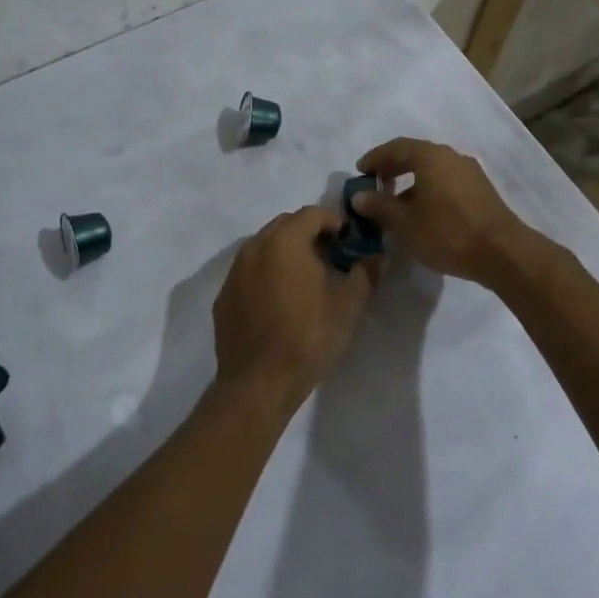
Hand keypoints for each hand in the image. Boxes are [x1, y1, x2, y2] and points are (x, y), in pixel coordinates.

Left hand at [211, 206, 374, 413]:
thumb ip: (364, 273)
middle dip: (309, 234)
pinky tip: (279, 302)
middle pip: (285, 225)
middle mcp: (255, 247)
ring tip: (306, 280)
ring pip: (265, 247)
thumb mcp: (348, 306)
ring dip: (286, 253)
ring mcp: (234, 271)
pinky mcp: (224, 296)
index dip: (334, 222)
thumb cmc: (308, 338)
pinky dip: (266, 274)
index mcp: (285, 241)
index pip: (312, 214)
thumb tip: (374, 256)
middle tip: (330, 258)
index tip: (349, 241)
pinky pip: (249, 272)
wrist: (258, 384)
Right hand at [352, 138, 542, 288]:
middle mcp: (451, 157)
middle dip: (393, 168)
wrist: (502, 253)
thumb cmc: (447, 233)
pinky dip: (428, 190)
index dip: (375, 158)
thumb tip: (358, 196)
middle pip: (415, 155)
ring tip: (396, 205)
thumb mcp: (405, 223)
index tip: (360, 172)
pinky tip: (422, 213)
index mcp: (431, 157)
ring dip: (411, 182)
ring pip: (432, 170)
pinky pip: (446, 181)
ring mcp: (469, 172)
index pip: (395, 147)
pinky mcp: (481, 190)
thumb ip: (379, 207)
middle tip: (375, 185)